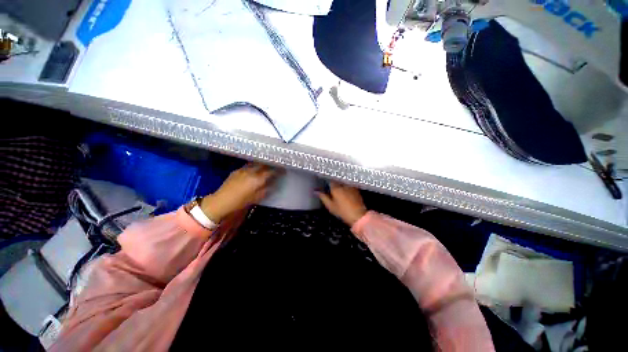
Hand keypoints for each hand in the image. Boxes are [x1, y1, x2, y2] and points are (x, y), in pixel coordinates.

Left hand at [200, 163, 278, 221]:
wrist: (221, 201)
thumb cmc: (241, 201)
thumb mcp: (256, 198)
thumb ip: (266, 189)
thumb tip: (273, 184)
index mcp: (257, 179)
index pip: (271, 172)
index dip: (278, 170)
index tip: (283, 169)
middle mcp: (251, 171)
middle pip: (264, 165)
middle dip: (271, 165)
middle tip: (276, 165)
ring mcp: (243, 170)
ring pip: (256, 163)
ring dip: (263, 164)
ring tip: (267, 165)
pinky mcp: (237, 170)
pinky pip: (248, 165)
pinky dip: (254, 166)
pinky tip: (255, 168)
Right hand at [317, 182, 366, 226]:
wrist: (358, 215)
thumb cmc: (342, 211)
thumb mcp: (330, 206)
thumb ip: (323, 197)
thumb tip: (315, 191)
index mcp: (336, 188)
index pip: (330, 179)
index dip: (326, 179)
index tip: (324, 180)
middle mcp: (343, 184)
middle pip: (337, 178)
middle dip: (333, 179)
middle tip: (329, 183)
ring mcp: (350, 185)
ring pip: (343, 180)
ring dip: (339, 181)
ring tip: (337, 185)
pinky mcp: (356, 188)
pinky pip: (348, 183)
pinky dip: (345, 184)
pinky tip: (344, 188)